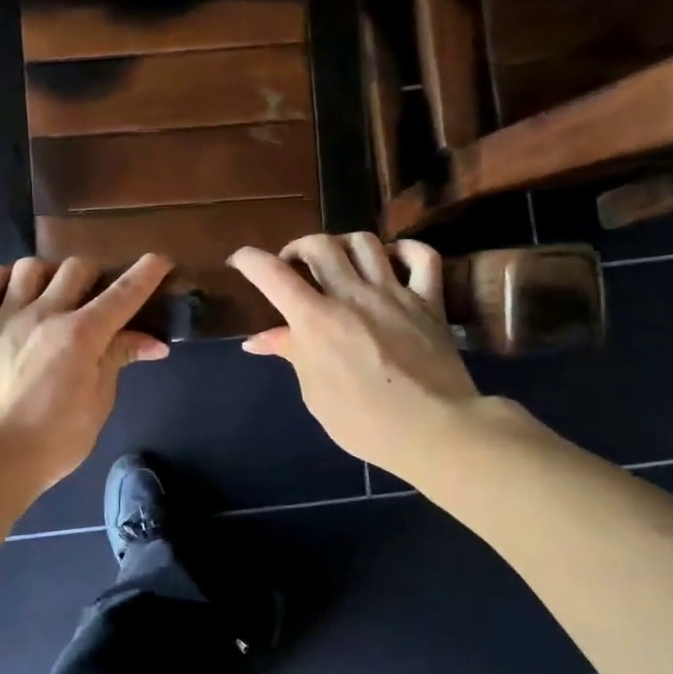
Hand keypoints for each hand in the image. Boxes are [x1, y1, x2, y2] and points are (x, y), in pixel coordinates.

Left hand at [0, 253, 172, 494]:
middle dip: (97, 275)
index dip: (145, 273)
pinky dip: (5, 278)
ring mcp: (7, 317)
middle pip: (77, 268)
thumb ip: (117, 360)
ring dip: (51, 273)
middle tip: (100, 297)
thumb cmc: (54, 441)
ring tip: (55, 293)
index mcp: (81, 335)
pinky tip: (15, 289)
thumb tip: (153, 343)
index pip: (122, 293)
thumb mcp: (97, 404)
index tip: (159, 260)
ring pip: (31, 267)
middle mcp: (45, 314)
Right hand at [230, 233, 482, 477]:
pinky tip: (393, 258)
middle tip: (293, 267)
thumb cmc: (363, 422)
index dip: (250, 260)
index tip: (240, 260)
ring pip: (365, 242)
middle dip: (297, 248)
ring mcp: (394, 294)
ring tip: (339, 261)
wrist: (433, 431)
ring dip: (343, 244)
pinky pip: (422, 257)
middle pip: (319, 245)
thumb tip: (258, 340)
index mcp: (316, 321)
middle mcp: (352, 295)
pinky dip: (405, 249)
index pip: (272, 275)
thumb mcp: (315, 393)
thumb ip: (292, 354)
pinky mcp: (429, 302)